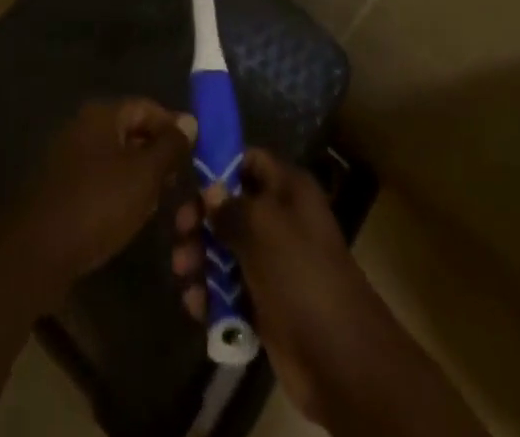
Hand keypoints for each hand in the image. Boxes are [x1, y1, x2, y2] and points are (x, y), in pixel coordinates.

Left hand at [1, 99, 197, 302]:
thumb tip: (189, 121)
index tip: (195, 153)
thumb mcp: (144, 175)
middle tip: (179, 182)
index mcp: (102, 114)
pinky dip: (118, 191)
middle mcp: (83, 126)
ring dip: (139, 176)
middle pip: (130, 130)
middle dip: (157, 154)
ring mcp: (68, 156)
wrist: (36, 251)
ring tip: (160, 202)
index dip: (173, 126)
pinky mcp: (61, 185)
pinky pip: (99, 178)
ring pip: (116, 157)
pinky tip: (131, 216)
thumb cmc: (96, 204)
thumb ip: (169, 146)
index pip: (147, 107)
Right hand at [174, 149, 382, 424]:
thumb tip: (209, 190)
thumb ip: (231, 206)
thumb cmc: (301, 274)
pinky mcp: (267, 305)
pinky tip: (195, 306)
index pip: (249, 161)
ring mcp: (275, 264)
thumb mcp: (263, 228)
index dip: (219, 166)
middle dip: (202, 219)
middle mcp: (282, 221)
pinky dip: (212, 295)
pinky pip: (231, 290)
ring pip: (227, 250)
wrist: (340, 359)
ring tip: (182, 273)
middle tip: (179, 232)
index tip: (187, 180)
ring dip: (201, 259)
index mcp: (289, 191)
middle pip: (232, 207)